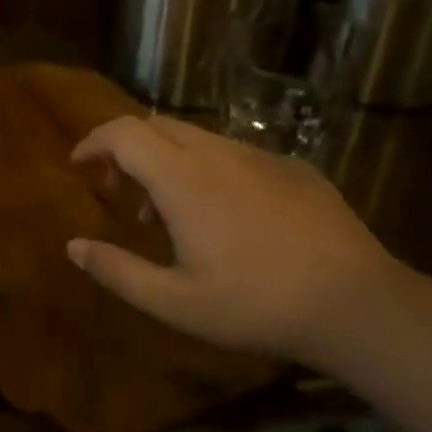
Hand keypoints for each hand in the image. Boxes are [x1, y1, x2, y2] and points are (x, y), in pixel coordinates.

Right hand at [68, 115, 411, 364]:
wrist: (358, 304)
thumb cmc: (255, 305)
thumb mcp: (175, 302)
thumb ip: (117, 271)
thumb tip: (73, 246)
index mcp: (183, 179)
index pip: (123, 132)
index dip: (94, 141)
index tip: (80, 164)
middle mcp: (218, 154)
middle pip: (157, 126)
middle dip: (127, 148)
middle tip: (120, 190)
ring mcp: (261, 156)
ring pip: (197, 138)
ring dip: (168, 161)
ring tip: (170, 214)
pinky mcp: (294, 167)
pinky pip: (236, 153)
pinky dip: (209, 169)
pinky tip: (227, 216)